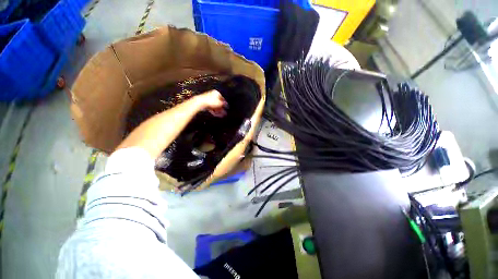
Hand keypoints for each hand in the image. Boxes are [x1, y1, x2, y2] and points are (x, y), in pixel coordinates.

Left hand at [195, 90, 227, 116]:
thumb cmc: (210, 101)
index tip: (227, 107)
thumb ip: (224, 104)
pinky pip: (211, 108)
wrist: (201, 103)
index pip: (222, 98)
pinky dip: (214, 111)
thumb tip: (226, 105)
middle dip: (221, 108)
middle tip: (224, 113)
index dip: (225, 104)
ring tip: (221, 115)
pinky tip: (216, 115)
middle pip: (218, 103)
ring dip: (218, 111)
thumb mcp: (220, 103)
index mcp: (216, 93)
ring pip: (215, 106)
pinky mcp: (205, 104)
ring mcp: (208, 99)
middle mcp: (212, 95)